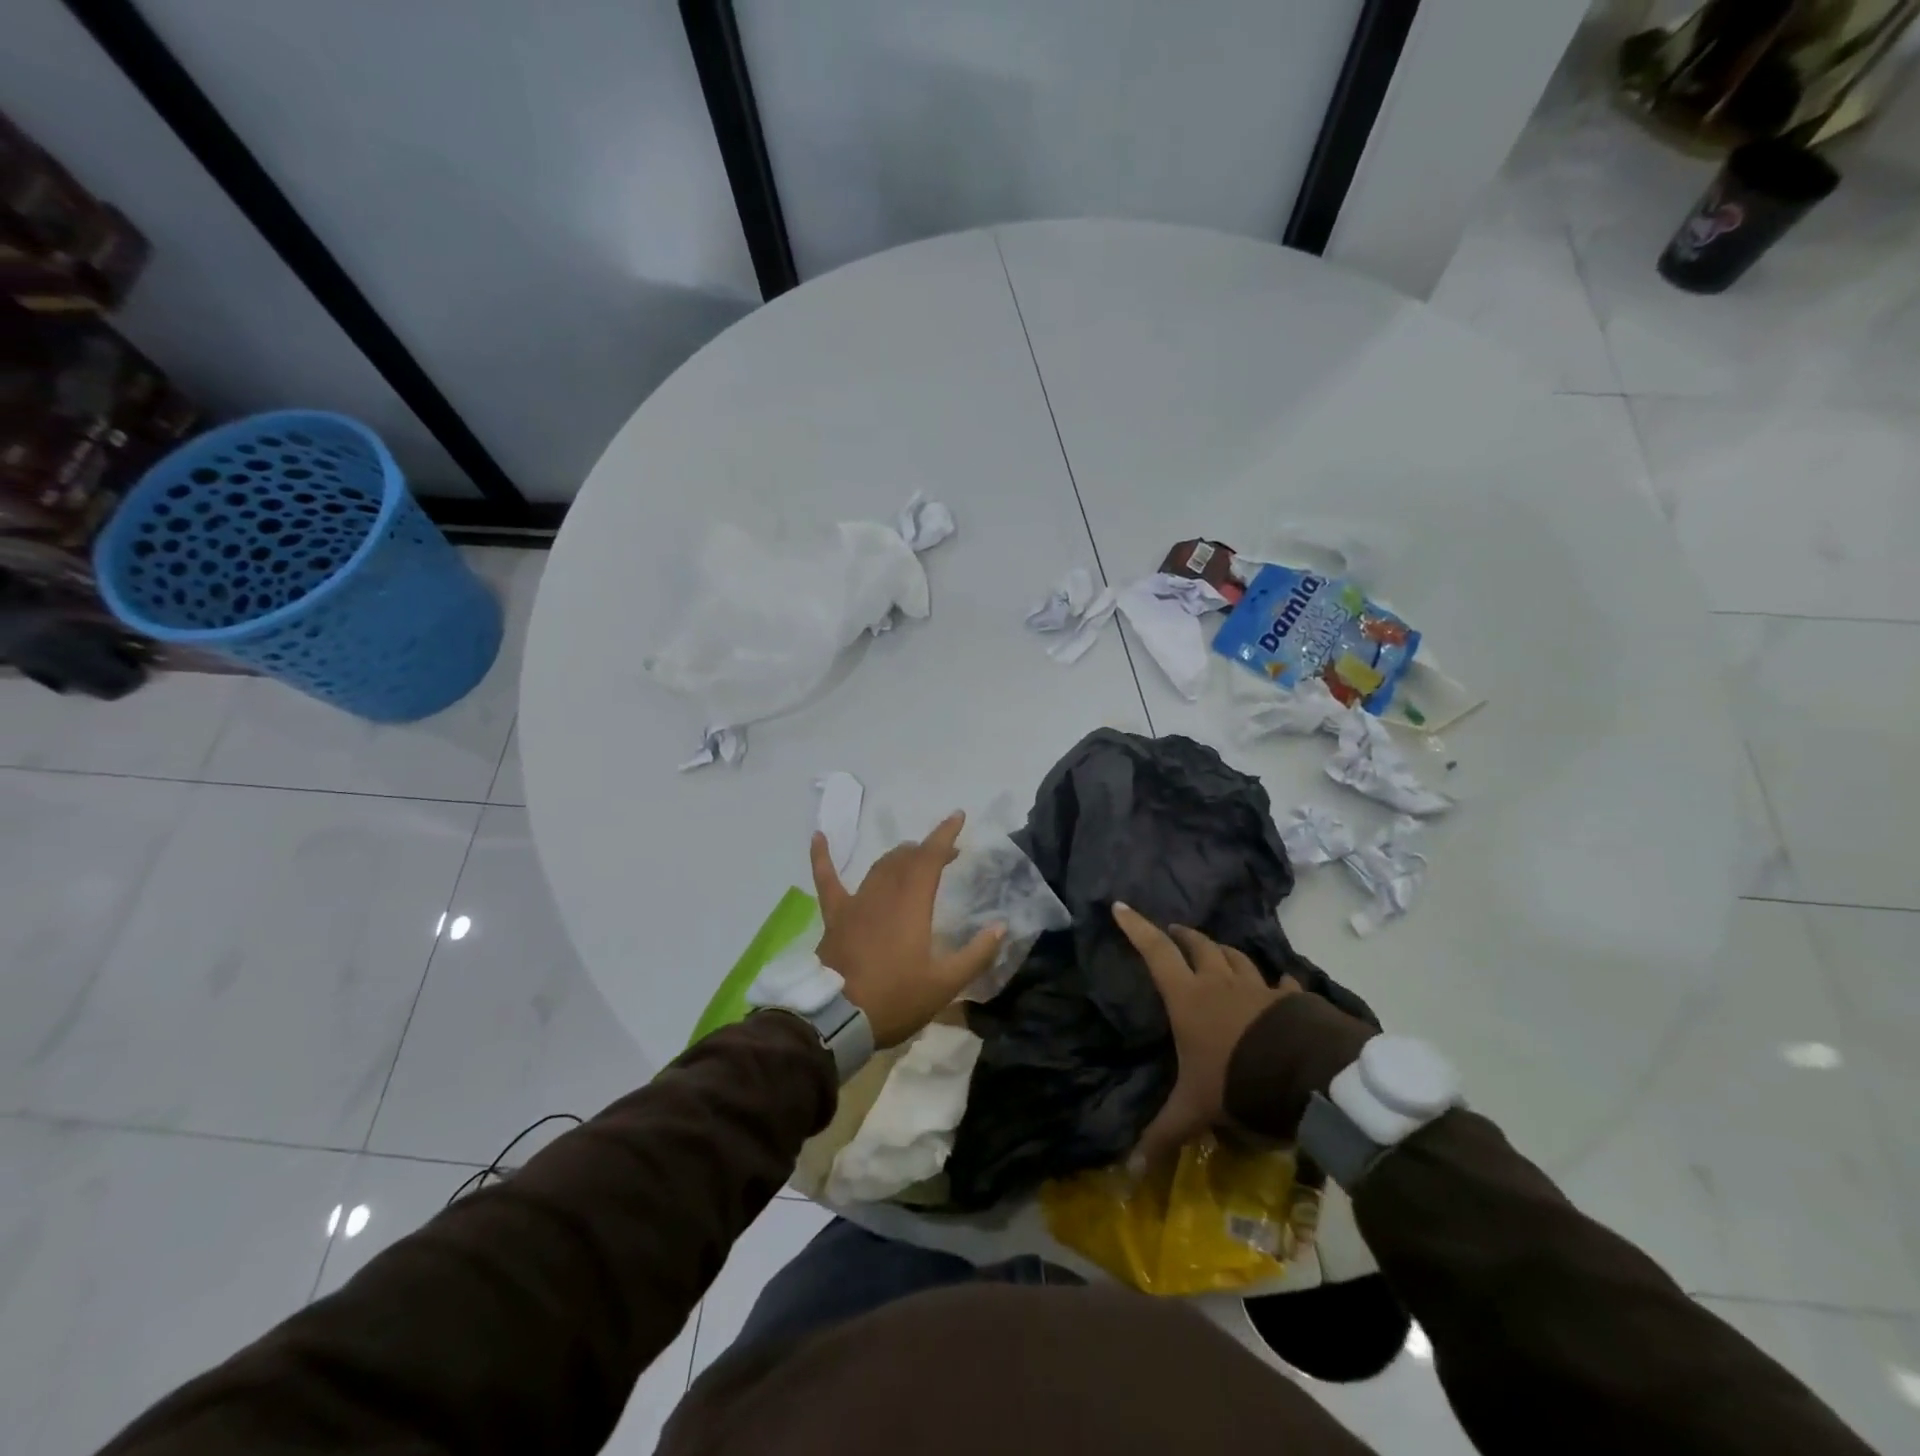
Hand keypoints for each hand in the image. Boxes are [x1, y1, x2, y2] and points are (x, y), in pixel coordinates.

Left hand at [811, 811, 1005, 1047]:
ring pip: (879, 868)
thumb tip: (1000, 927)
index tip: (958, 816)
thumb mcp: (944, 984)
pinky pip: (826, 880)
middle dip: (927, 851)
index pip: (930, 858)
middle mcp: (883, 894)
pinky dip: (822, 857)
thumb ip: (975, 954)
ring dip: (898, 857)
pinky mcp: (835, 917)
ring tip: (912, 857)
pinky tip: (819, 836)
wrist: (837, 1019)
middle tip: (945, 855)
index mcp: (912, 904)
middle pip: (906, 859)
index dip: (945, 835)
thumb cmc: (895, 999)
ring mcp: (856, 903)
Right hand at [1114, 903, 1298, 1168]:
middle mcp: (1219, 983)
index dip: (1136, 928)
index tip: (1120, 906)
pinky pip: (1279, 983)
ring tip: (1216, 952)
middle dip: (1182, 935)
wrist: (1306, 1076)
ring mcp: (1257, 988)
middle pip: (1198, 945)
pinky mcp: (1288, 1000)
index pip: (1155, 952)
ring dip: (1222, 951)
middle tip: (1173, 932)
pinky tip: (1277, 984)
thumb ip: (1163, 1137)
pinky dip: (1273, 981)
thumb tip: (1127, 1176)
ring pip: (1235, 957)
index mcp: (1188, 998)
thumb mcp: (1195, 1110)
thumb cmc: (1238, 1082)